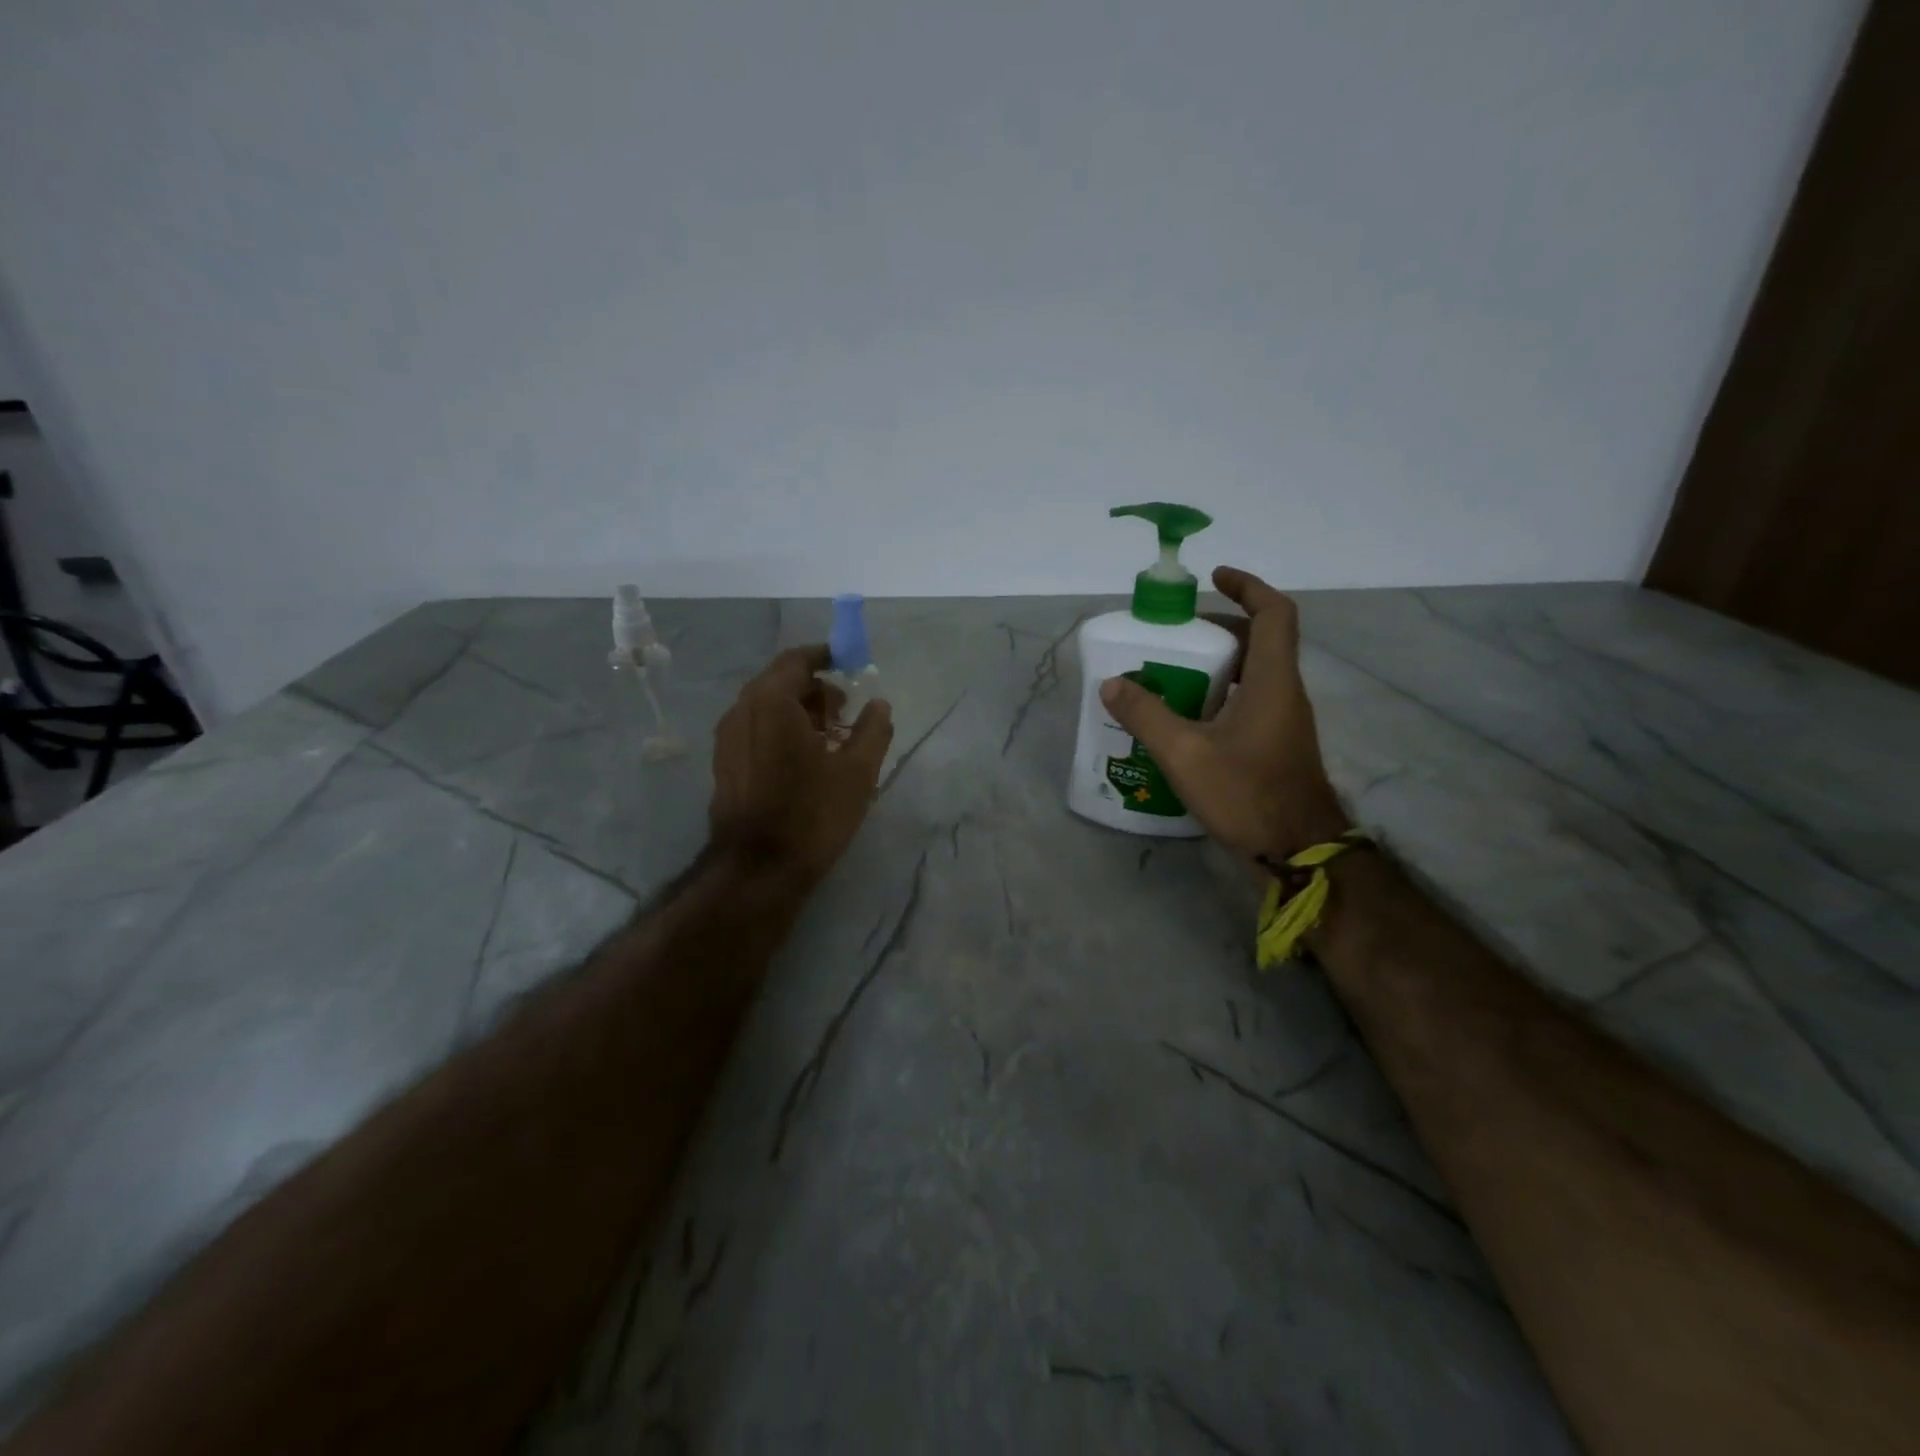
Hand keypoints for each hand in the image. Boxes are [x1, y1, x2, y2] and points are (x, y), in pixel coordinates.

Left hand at [708, 646, 893, 890]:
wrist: (758, 869)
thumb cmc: (812, 813)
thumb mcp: (858, 772)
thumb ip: (873, 730)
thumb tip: (879, 705)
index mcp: (772, 702)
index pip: (796, 660)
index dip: (825, 656)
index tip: (849, 663)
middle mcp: (742, 710)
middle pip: (780, 681)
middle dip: (815, 688)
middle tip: (845, 710)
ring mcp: (728, 738)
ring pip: (766, 706)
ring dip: (798, 710)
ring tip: (830, 738)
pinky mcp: (724, 763)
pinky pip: (755, 728)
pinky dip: (781, 728)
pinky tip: (803, 759)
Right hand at [1099, 566, 1347, 861]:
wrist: (1297, 851)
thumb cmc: (1247, 794)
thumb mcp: (1185, 754)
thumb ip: (1147, 715)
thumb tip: (1112, 684)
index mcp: (1273, 681)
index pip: (1274, 614)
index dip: (1248, 587)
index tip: (1214, 578)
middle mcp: (1285, 693)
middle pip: (1260, 641)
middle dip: (1220, 628)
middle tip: (1177, 634)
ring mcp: (1283, 722)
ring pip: (1254, 674)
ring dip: (1218, 664)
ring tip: (1172, 672)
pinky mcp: (1275, 746)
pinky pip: (1249, 702)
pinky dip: (1220, 695)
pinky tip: (1186, 718)